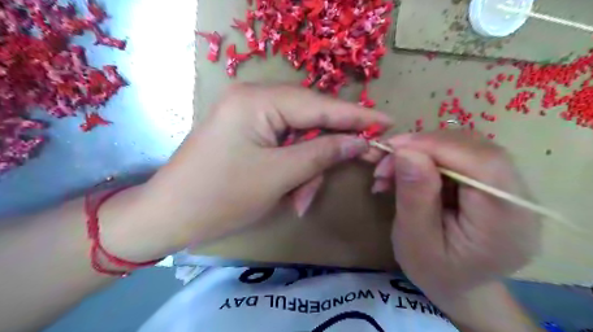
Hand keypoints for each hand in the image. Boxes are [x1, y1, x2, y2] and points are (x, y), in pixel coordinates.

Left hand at [136, 83, 392, 253]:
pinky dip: (292, 168)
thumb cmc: (221, 196)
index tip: (387, 121)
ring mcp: (248, 115)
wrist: (168, 216)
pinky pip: (282, 145)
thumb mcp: (279, 176)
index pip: (319, 105)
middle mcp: (253, 98)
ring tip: (300, 200)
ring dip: (306, 169)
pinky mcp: (246, 132)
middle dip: (327, 150)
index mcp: (257, 100)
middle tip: (355, 164)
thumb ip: (322, 153)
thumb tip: (359, 141)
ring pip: (297, 137)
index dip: (356, 115)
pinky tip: (290, 193)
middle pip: (309, 120)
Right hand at [372, 130, 540, 305]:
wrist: (457, 284)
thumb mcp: (414, 240)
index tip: (393, 147)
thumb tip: (406, 151)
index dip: (436, 146)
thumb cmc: (433, 271)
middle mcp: (519, 199)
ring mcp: (510, 187)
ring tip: (391, 170)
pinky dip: (428, 156)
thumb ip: (414, 196)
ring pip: (466, 146)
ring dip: (423, 150)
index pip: (482, 164)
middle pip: (476, 148)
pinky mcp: (494, 182)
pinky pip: (461, 154)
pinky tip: (408, 171)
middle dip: (424, 147)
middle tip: (386, 161)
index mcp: (506, 223)